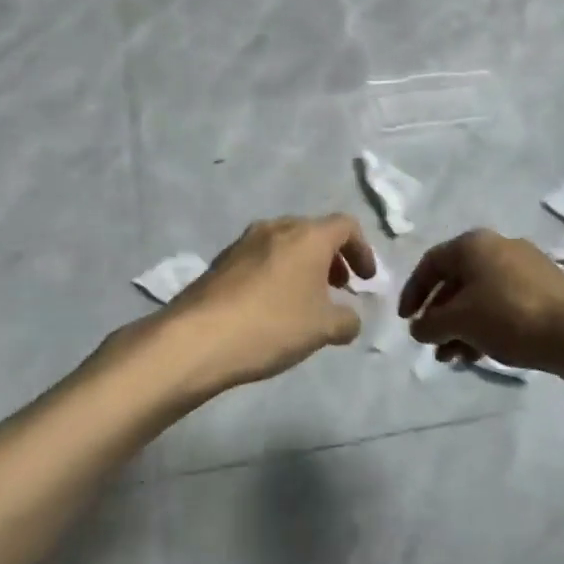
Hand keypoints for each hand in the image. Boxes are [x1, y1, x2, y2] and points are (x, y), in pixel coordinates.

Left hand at [164, 214, 376, 394]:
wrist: (198, 337)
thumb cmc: (272, 325)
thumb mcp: (323, 328)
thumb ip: (347, 320)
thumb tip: (349, 318)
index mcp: (307, 236)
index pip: (346, 226)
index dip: (362, 250)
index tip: (365, 280)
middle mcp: (275, 228)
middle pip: (313, 232)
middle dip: (332, 258)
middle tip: (339, 287)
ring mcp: (243, 242)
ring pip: (284, 244)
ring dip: (302, 266)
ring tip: (306, 299)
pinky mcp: (221, 261)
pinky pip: (260, 259)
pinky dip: (277, 273)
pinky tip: (272, 307)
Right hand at [398, 229, 563, 373]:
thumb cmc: (509, 317)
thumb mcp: (459, 321)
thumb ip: (429, 323)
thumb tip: (418, 328)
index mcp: (474, 245)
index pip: (430, 264)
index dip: (413, 293)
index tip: (406, 321)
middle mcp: (498, 249)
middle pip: (455, 282)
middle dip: (439, 317)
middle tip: (431, 345)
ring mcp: (524, 270)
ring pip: (480, 298)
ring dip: (460, 328)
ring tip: (452, 358)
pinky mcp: (544, 293)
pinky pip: (502, 307)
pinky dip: (485, 328)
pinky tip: (478, 355)